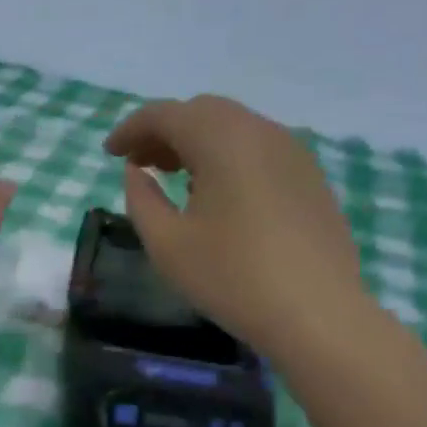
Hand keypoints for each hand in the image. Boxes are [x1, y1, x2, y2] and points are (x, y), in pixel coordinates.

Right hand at [104, 96, 367, 359]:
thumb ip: (141, 199)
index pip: (165, 114)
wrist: (317, 314)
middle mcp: (260, 132)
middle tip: (139, 163)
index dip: (131, 129)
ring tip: (173, 177)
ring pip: (233, 127)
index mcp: (222, 140)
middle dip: (164, 131)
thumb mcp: (167, 244)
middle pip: (202, 112)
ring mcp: (292, 152)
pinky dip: (226, 155)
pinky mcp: (309, 176)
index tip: (109, 153)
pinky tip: (216, 193)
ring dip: (196, 141)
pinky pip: (258, 148)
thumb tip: (137, 171)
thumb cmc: (231, 277)